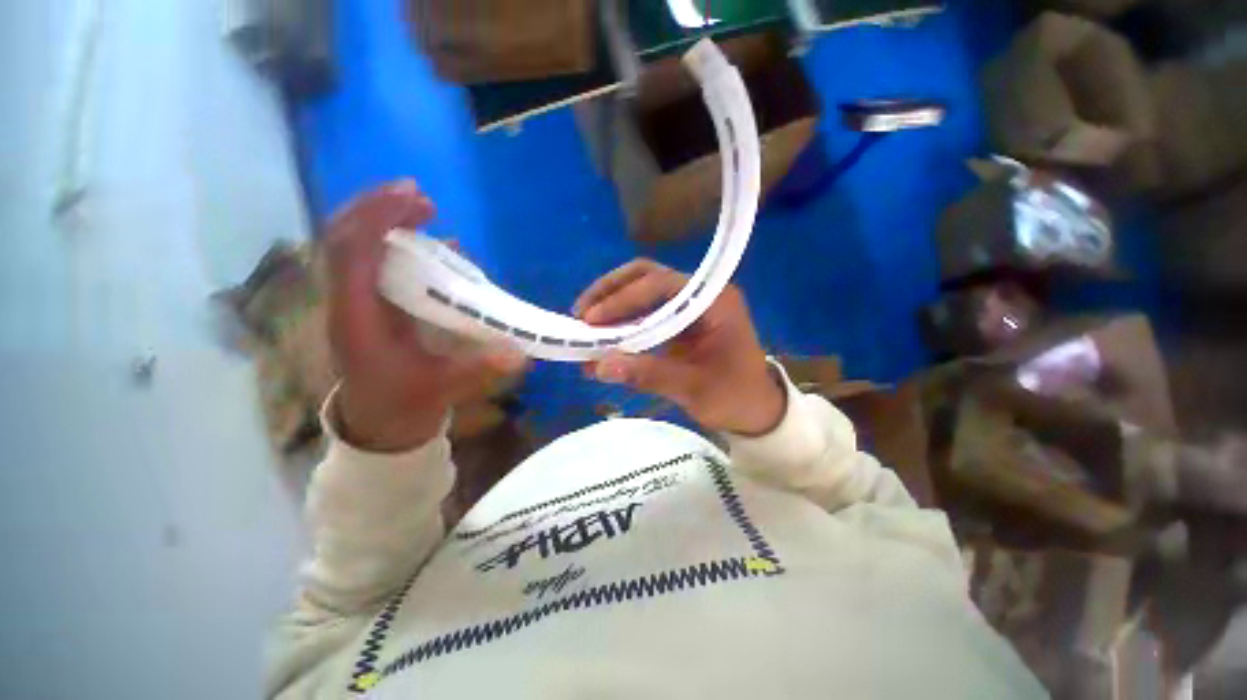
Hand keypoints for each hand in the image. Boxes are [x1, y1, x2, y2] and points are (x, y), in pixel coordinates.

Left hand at [326, 180, 526, 451]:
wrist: (379, 422)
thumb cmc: (403, 404)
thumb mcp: (442, 389)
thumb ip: (479, 369)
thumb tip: (521, 353)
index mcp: (356, 320)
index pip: (350, 254)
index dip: (377, 220)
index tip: (417, 200)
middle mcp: (348, 303)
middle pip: (344, 239)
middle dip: (379, 210)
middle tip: (421, 196)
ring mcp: (357, 302)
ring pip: (354, 246)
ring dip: (383, 221)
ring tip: (421, 207)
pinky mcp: (371, 305)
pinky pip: (373, 262)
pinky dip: (396, 243)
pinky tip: (429, 242)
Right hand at [574, 259, 784, 435]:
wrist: (756, 410)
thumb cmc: (734, 396)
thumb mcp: (692, 388)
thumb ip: (647, 374)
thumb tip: (599, 366)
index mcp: (714, 301)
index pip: (661, 285)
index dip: (623, 299)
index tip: (591, 320)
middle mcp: (701, 294)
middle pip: (648, 276)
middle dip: (611, 292)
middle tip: (581, 314)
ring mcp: (689, 306)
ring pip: (643, 290)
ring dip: (612, 303)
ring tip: (584, 323)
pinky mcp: (679, 321)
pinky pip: (646, 312)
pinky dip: (622, 321)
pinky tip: (603, 336)